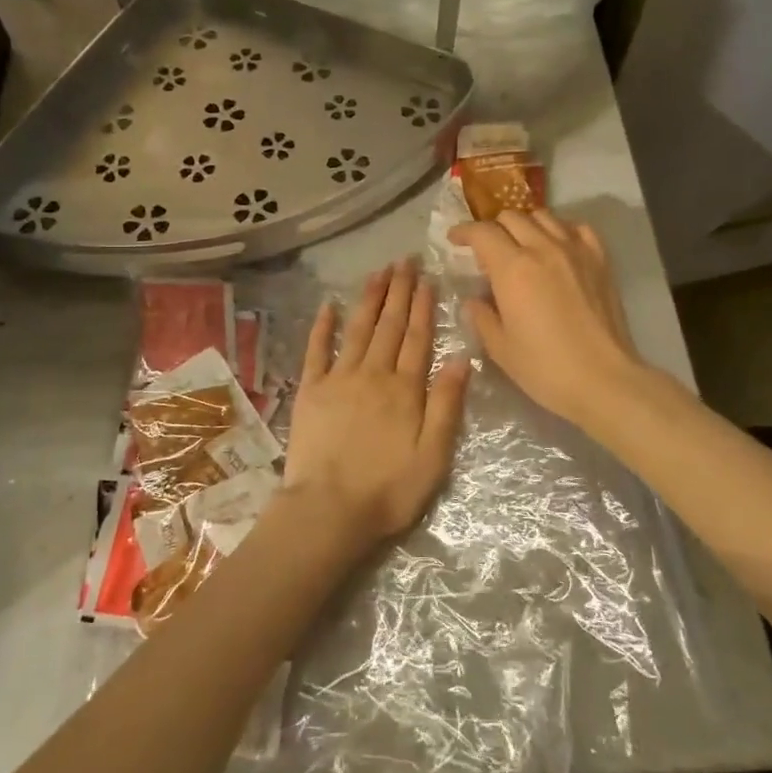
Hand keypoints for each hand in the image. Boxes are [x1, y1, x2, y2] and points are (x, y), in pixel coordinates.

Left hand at [284, 261, 470, 547]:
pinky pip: (317, 350)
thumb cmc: (388, 490)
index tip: (426, 278)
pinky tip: (328, 305)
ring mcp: (338, 379)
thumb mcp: (433, 455)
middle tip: (405, 261)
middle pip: (389, 325)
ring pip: (358, 328)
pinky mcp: (311, 390)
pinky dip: (323, 326)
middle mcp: (373, 374)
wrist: (329, 511)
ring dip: (369, 298)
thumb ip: (447, 405)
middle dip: (399, 291)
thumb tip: (460, 358)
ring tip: (379, 271)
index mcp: (405, 389)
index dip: (423, 306)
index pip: (417, 337)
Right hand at [448, 211, 651, 432]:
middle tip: (487, 250)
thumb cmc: (546, 368)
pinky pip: (576, 227)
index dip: (464, 231)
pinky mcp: (600, 259)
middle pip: (511, 217)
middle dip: (493, 228)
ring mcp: (575, 250)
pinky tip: (556, 248)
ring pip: (543, 216)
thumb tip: (475, 300)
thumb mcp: (500, 348)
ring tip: (521, 246)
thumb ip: (482, 316)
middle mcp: (543, 248)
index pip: (482, 232)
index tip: (455, 240)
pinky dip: (560, 230)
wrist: (605, 380)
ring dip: (525, 225)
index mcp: (513, 269)